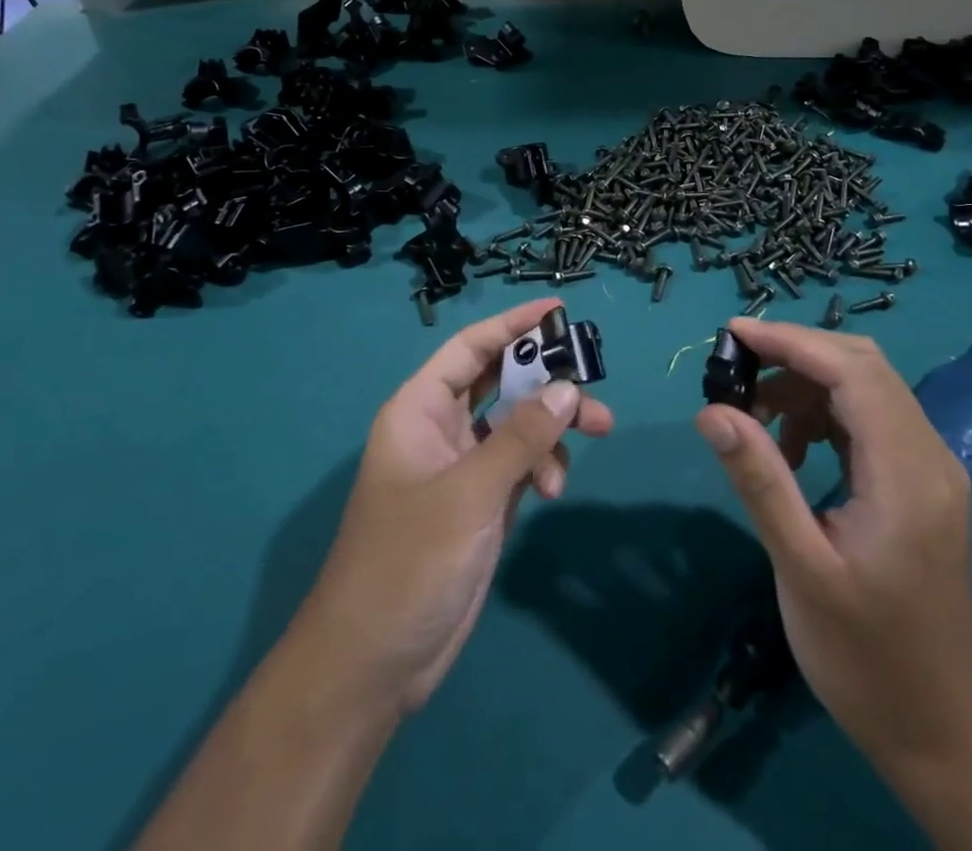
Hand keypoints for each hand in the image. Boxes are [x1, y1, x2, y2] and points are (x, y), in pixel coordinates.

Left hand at [295, 298, 614, 716]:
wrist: (373, 663)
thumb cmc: (408, 561)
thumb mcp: (468, 493)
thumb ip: (520, 437)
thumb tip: (568, 388)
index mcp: (420, 410)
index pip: (470, 349)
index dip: (512, 324)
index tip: (557, 309)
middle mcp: (441, 429)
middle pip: (501, 381)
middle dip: (547, 377)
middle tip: (594, 377)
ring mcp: (463, 468)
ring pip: (518, 423)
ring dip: (554, 425)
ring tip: (597, 431)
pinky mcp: (481, 503)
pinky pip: (522, 462)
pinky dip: (544, 465)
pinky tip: (554, 488)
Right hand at [694, 320, 971, 768]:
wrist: (943, 730)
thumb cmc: (867, 657)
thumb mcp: (803, 569)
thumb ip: (760, 481)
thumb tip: (711, 411)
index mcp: (908, 472)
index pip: (853, 371)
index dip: (791, 341)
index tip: (732, 335)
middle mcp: (929, 455)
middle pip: (863, 366)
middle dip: (796, 353)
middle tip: (736, 369)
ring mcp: (929, 468)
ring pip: (866, 387)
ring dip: (806, 384)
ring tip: (755, 417)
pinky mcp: (919, 483)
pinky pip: (869, 419)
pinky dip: (823, 413)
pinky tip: (790, 449)